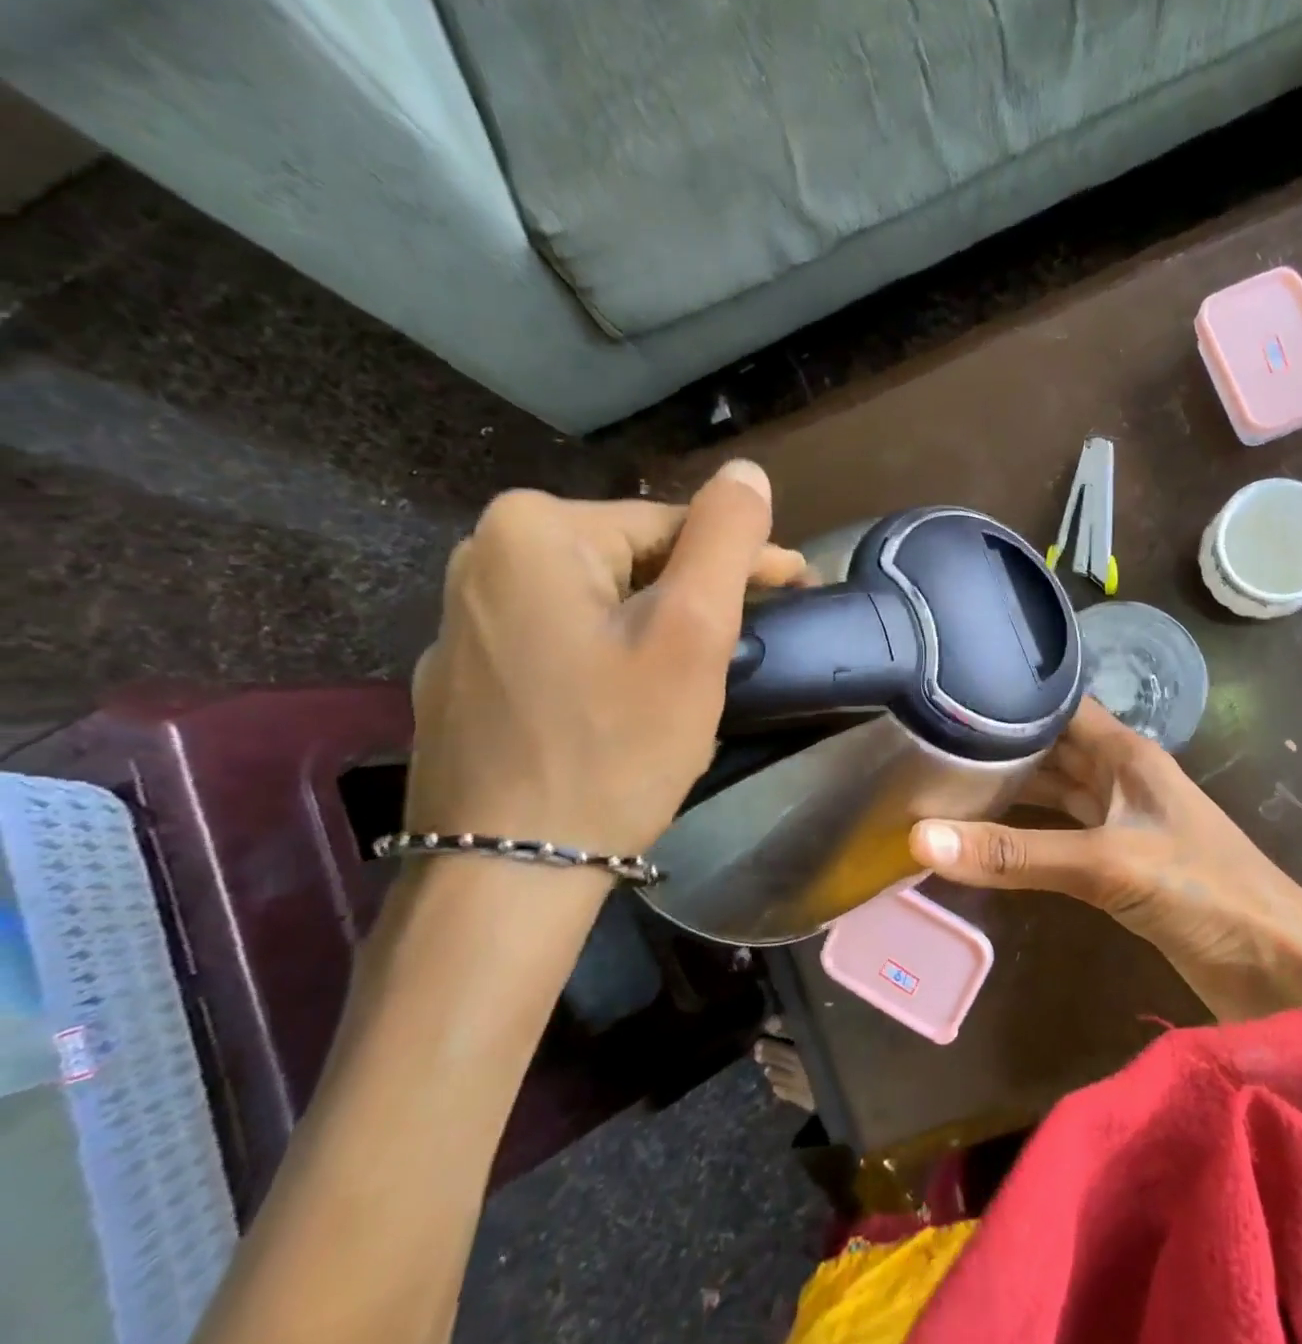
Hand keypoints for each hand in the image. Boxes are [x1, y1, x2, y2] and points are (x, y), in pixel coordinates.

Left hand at [405, 463, 807, 866]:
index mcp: (535, 529)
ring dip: (657, 628)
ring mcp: (462, 620)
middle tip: (748, 647)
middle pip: (632, 562)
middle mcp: (482, 556)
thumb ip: (724, 539)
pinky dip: (608, 659)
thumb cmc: (615, 744)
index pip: (672, 525)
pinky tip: (630, 702)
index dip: (742, 561)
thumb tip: (748, 471)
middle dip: (696, 599)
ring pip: (598, 604)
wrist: (509, 872)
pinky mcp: (462, 676)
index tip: (796, 591)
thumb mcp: (691, 633)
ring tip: (701, 675)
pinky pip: (560, 643)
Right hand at [908, 701, 1301, 1026]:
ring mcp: (1121, 819)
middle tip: (925, 741)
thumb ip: (1015, 855)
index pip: (1059, 703)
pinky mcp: (1120, 862)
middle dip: (997, 744)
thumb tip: (920, 840)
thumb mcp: (1105, 865)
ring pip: (1053, 791)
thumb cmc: (1204, 893)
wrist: (1280, 969)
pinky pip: (1060, 833)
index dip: (1010, 693)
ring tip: (942, 783)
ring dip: (1009, 789)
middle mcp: (1120, 776)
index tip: (948, 690)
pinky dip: (1025, 832)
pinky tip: (986, 836)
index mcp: (1125, 753)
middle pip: (1049, 747)